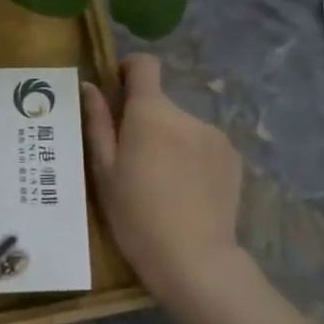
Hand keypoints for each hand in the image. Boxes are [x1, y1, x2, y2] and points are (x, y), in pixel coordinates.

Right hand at [81, 54, 245, 302]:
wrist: (194, 259)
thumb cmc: (136, 216)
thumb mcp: (104, 172)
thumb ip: (97, 123)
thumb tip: (90, 87)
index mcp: (151, 114)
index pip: (145, 65)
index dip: (129, 71)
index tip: (118, 95)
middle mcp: (186, 114)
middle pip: (161, 104)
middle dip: (145, 122)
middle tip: (133, 163)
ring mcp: (214, 135)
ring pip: (181, 127)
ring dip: (169, 142)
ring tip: (161, 184)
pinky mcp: (233, 157)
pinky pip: (203, 146)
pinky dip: (191, 159)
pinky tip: (186, 192)